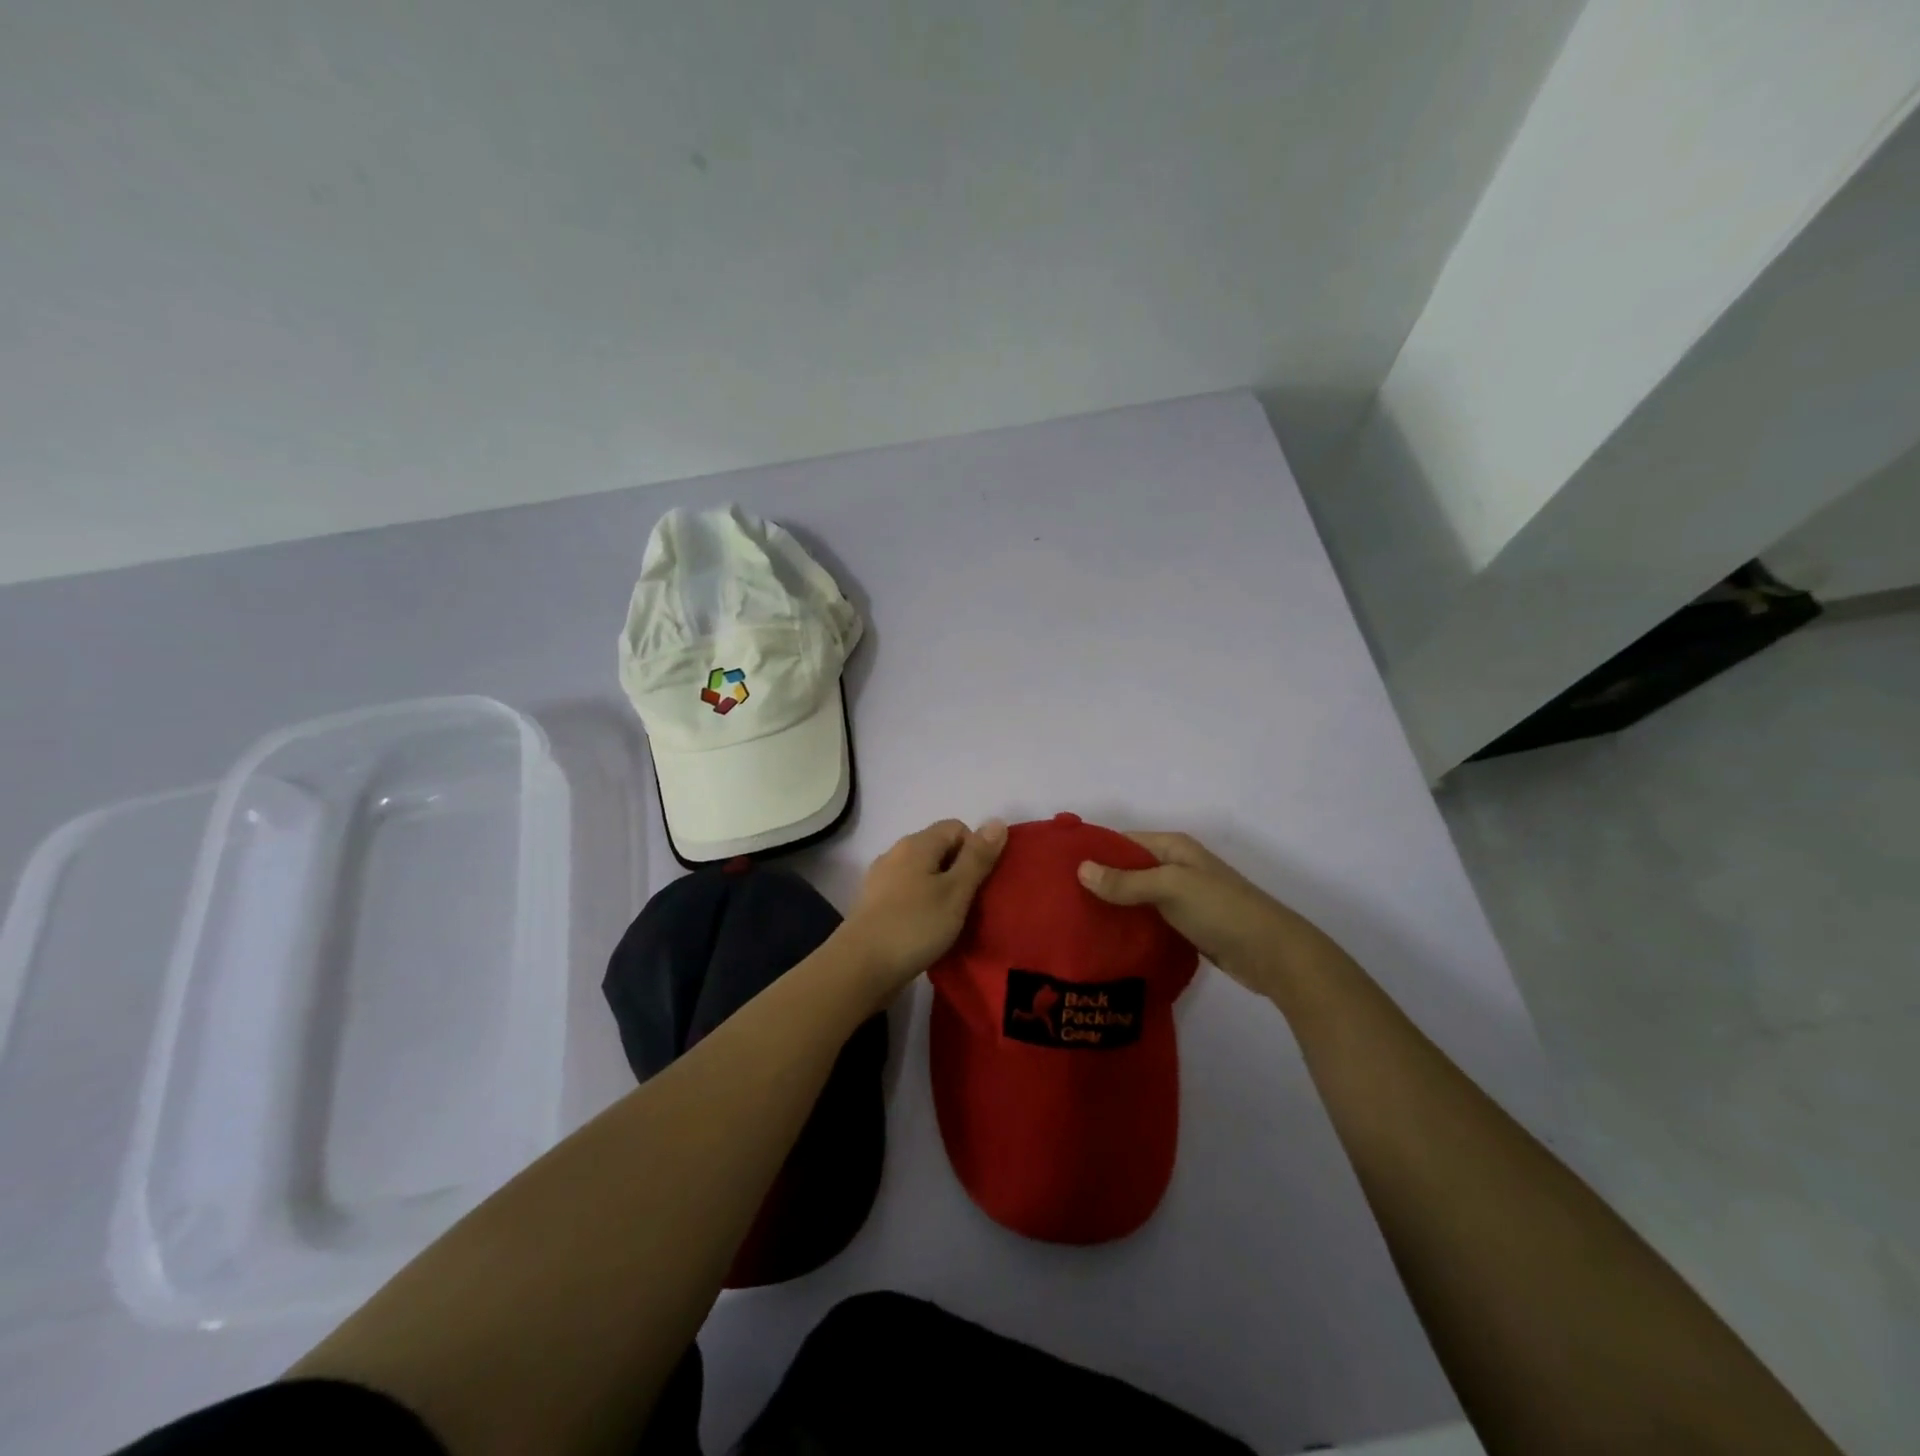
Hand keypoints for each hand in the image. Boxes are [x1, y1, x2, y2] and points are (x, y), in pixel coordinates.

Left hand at [835, 818, 1007, 1000]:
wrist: (860, 967)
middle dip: (960, 871)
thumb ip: (977, 858)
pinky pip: (908, 894)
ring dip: (941, 891)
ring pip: (923, 874)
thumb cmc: (914, 926)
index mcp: (916, 844)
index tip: (981, 883)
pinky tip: (928, 931)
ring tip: (952, 921)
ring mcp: (881, 880)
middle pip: (939, 850)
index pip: (957, 828)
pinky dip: (922, 906)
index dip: (976, 850)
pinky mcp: (875, 905)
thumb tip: (997, 821)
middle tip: (972, 904)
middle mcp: (896, 854)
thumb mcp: (956, 891)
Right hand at [1076, 831, 1336, 999]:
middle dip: (1097, 880)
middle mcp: (1175, 866)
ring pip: (1136, 895)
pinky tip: (1104, 937)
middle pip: (1127, 868)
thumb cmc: (1222, 910)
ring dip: (1111, 904)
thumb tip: (1080, 869)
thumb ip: (1126, 881)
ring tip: (1072, 918)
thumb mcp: (1171, 888)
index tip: (1057, 868)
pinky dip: (1128, 923)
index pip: (1122, 841)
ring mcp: (1181, 897)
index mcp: (1173, 847)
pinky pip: (1147, 918)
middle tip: (1058, 898)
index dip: (1092, 851)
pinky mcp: (1185, 925)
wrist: (1274, 955)